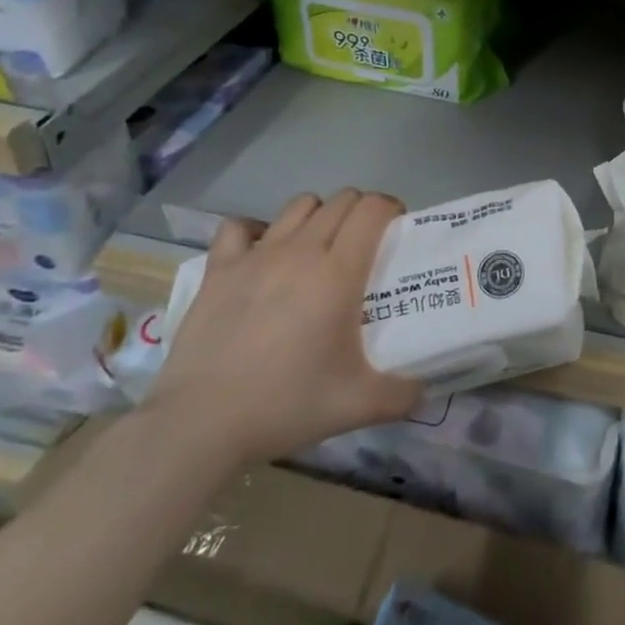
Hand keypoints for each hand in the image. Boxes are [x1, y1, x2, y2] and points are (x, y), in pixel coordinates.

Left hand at [143, 188, 423, 466]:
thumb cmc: (285, 404)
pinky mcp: (219, 269)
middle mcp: (301, 250)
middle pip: (341, 200)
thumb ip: (402, 395)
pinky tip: (261, 253)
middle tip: (365, 243)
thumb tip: (424, 390)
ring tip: (319, 246)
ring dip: (318, 215)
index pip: (373, 209)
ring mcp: (256, 256)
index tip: (397, 229)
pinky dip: (255, 231)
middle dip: (360, 211)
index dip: (391, 209)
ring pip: (299, 205)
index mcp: (338, 272)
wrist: (200, 424)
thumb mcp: (357, 406)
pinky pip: (239, 227)